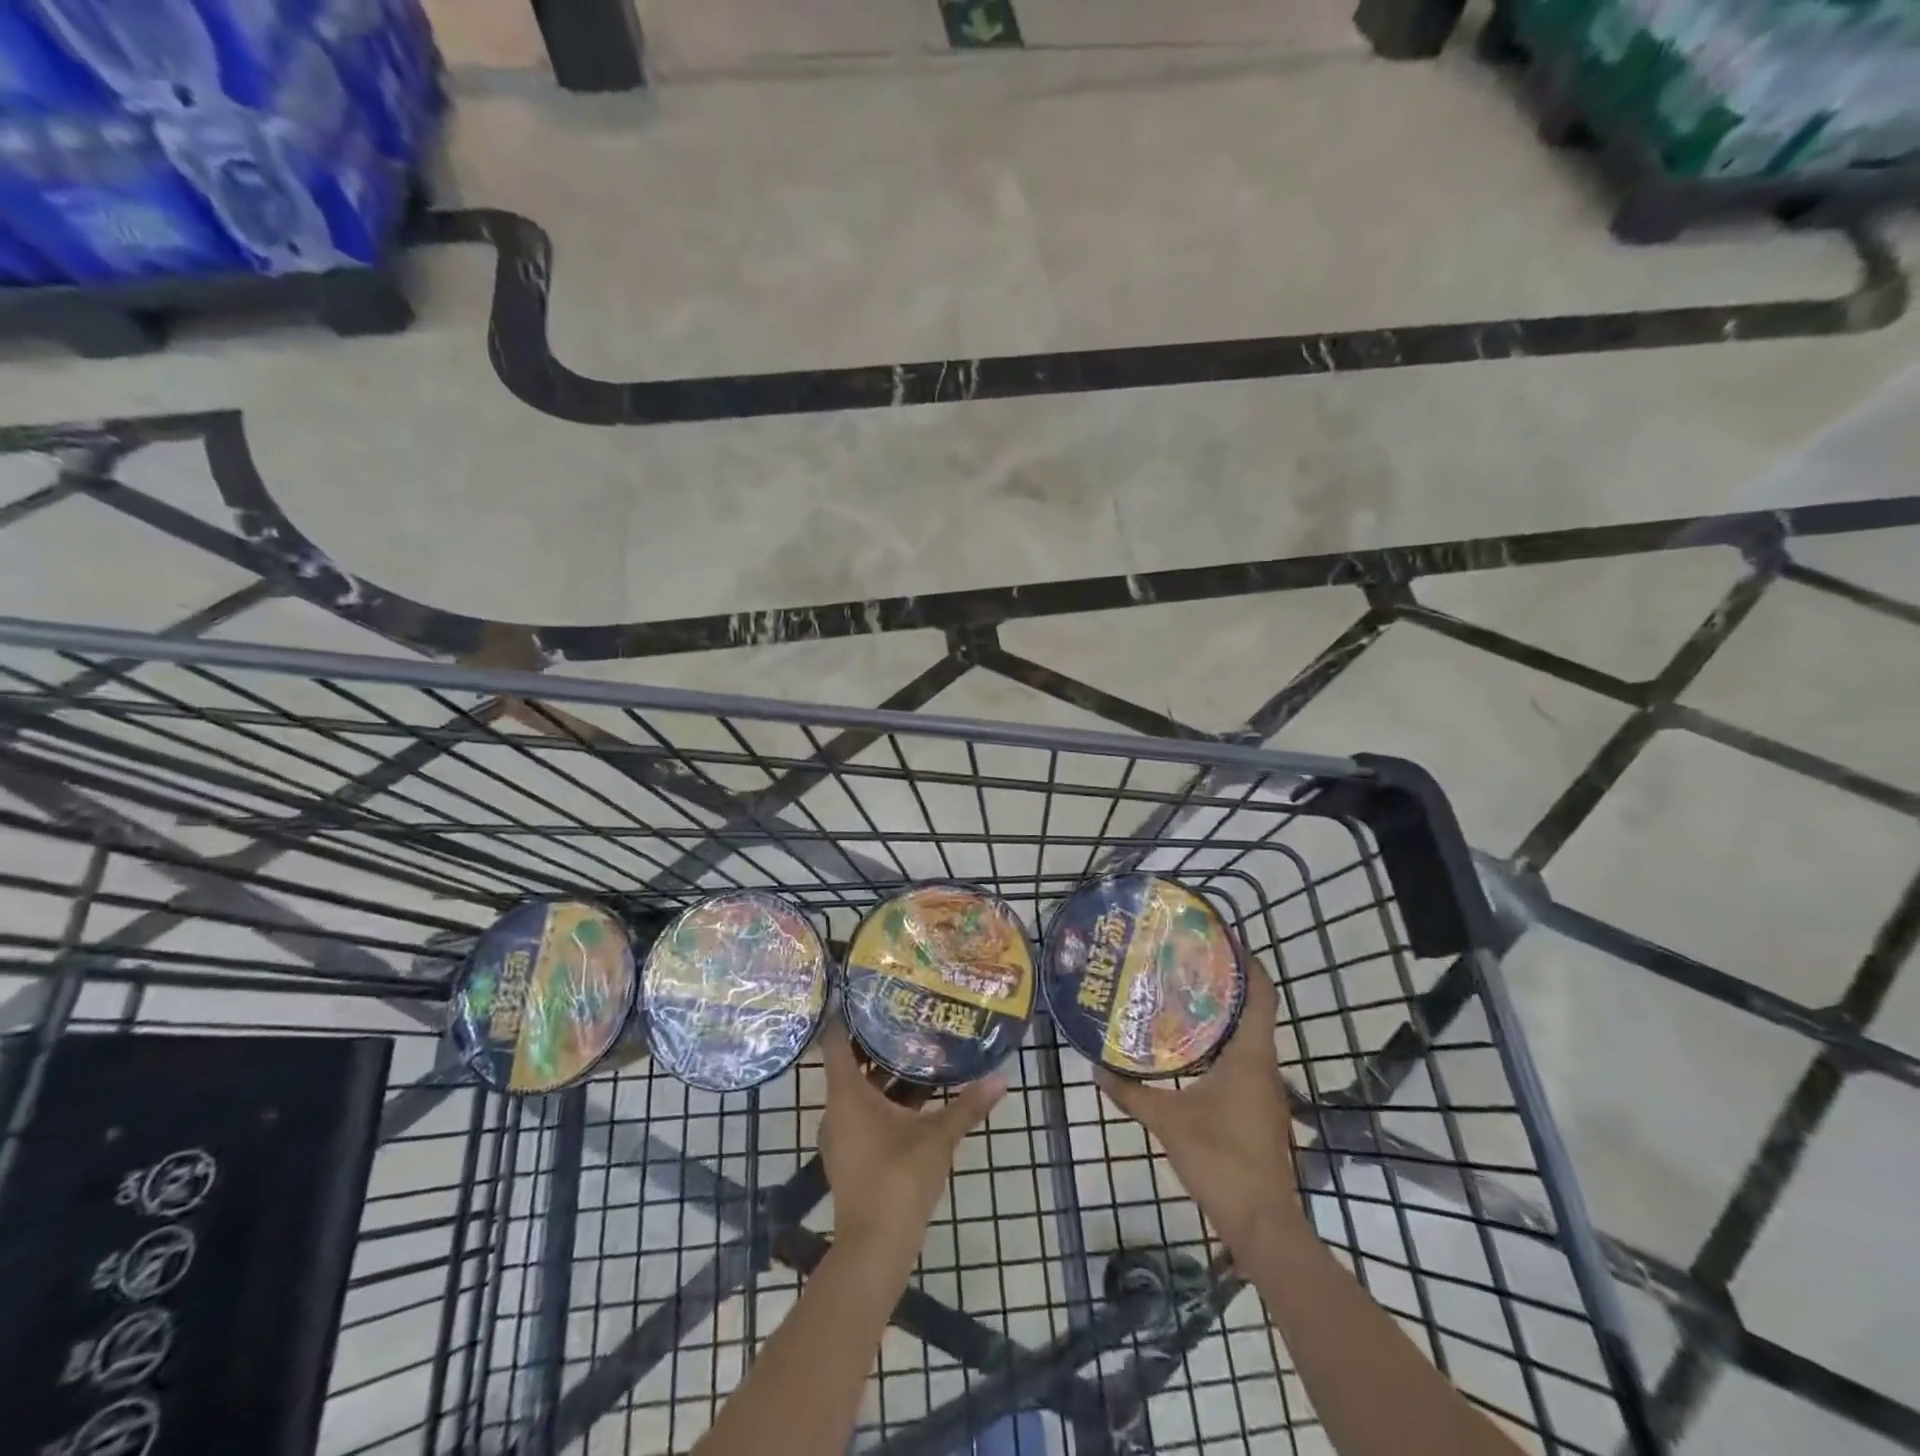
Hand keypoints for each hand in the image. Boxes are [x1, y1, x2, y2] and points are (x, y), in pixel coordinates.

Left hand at [819, 1026, 1005, 1258]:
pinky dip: (883, 1100)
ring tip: (916, 1048)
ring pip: (859, 1091)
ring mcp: (841, 1135)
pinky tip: (915, 1097)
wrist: (875, 1249)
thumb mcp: (938, 1137)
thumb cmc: (900, 1179)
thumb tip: (1002, 1078)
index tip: (867, 993)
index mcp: (847, 1094)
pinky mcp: (850, 1155)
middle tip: (905, 1014)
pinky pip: (862, 1113)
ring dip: (884, 1074)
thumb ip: (968, 1106)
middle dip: (876, 1042)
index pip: (837, 1041)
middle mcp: (836, 1109)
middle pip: (850, 1064)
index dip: (848, 1015)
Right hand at [1095, 967, 1302, 1253]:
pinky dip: (1222, 1043)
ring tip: (1184, 996)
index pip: (1261, 995)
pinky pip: (1243, 1059)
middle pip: (1254, 1010)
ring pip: (1249, 1036)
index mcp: (1250, 1056)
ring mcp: (1265, 1088)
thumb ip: (1131, 1093)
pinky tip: (1191, 1050)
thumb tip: (1097, 1068)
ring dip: (1224, 1014)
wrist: (1262, 1222)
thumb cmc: (1220, 1159)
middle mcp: (1263, 1065)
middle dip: (1227, 983)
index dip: (1249, 963)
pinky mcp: (1259, 1108)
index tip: (1225, 939)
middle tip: (1188, 962)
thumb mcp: (1167, 1122)